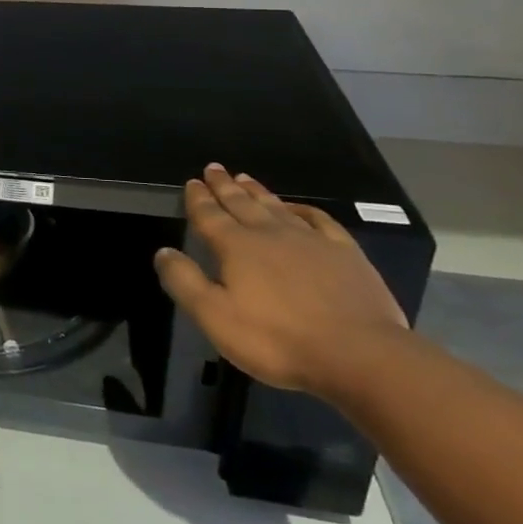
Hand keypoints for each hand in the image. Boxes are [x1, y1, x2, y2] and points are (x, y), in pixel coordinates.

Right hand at [155, 164, 408, 398]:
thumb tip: (162, 251)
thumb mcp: (215, 317)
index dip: (198, 198)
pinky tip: (298, 208)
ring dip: (257, 192)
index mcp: (236, 246)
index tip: (192, 182)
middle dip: (225, 186)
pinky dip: (304, 210)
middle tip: (214, 168)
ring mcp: (310, 240)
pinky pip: (319, 220)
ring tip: (244, 178)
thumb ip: (184, 282)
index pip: (210, 215)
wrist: (360, 355)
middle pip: (241, 203)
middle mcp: (270, 233)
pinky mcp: (345, 253)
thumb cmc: (277, 339)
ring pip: (276, 207)